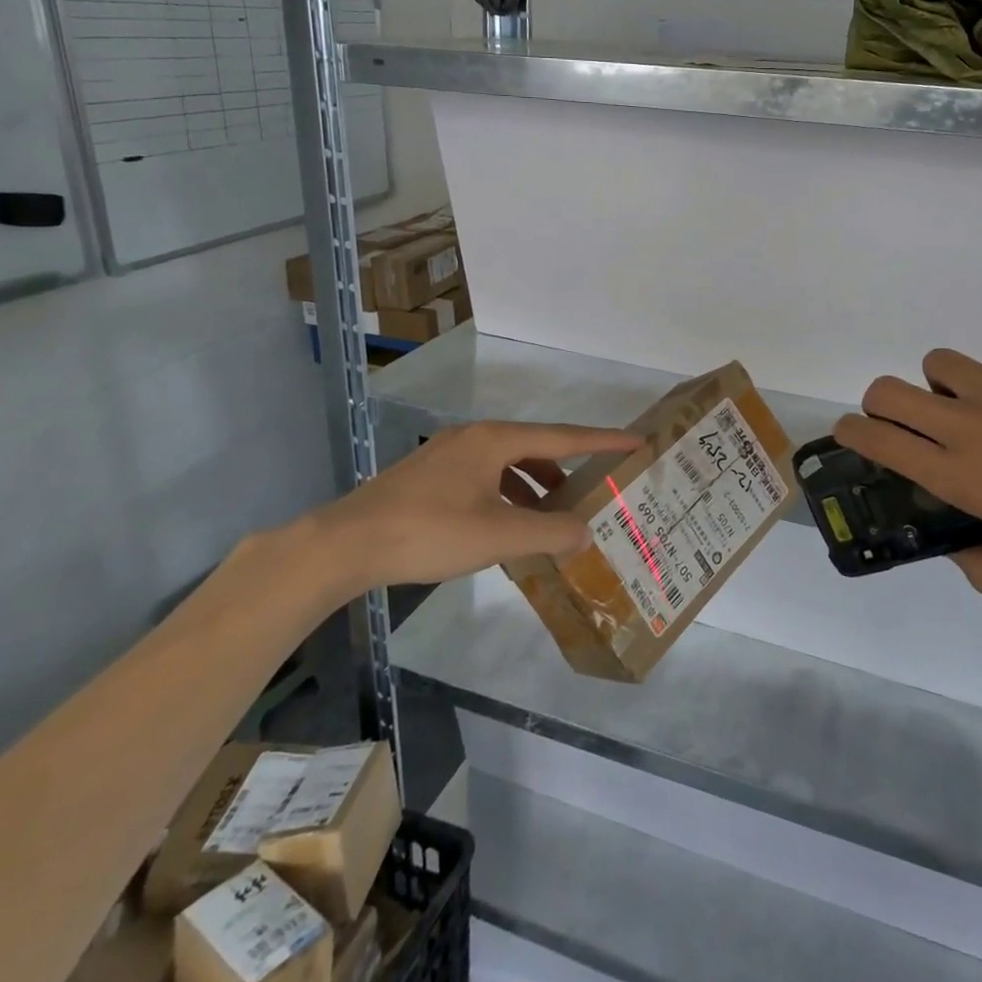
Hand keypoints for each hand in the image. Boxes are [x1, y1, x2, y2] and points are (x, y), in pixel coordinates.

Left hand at [307, 420, 641, 590]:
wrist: (346, 544)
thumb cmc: (428, 531)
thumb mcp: (498, 535)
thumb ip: (548, 532)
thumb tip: (585, 532)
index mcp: (495, 440)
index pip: (563, 437)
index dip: (602, 441)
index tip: (636, 441)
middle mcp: (475, 438)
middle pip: (536, 448)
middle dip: (567, 469)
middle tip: (595, 489)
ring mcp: (449, 456)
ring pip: (508, 465)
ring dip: (536, 486)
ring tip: (555, 516)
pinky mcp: (430, 478)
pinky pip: (486, 478)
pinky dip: (508, 496)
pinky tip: (509, 526)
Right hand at [834, 330, 981, 595]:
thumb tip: (959, 556)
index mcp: (960, 475)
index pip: (877, 441)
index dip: (852, 432)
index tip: (852, 432)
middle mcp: (968, 425)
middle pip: (888, 390)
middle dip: (883, 402)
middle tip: (910, 417)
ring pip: (940, 362)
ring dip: (949, 381)